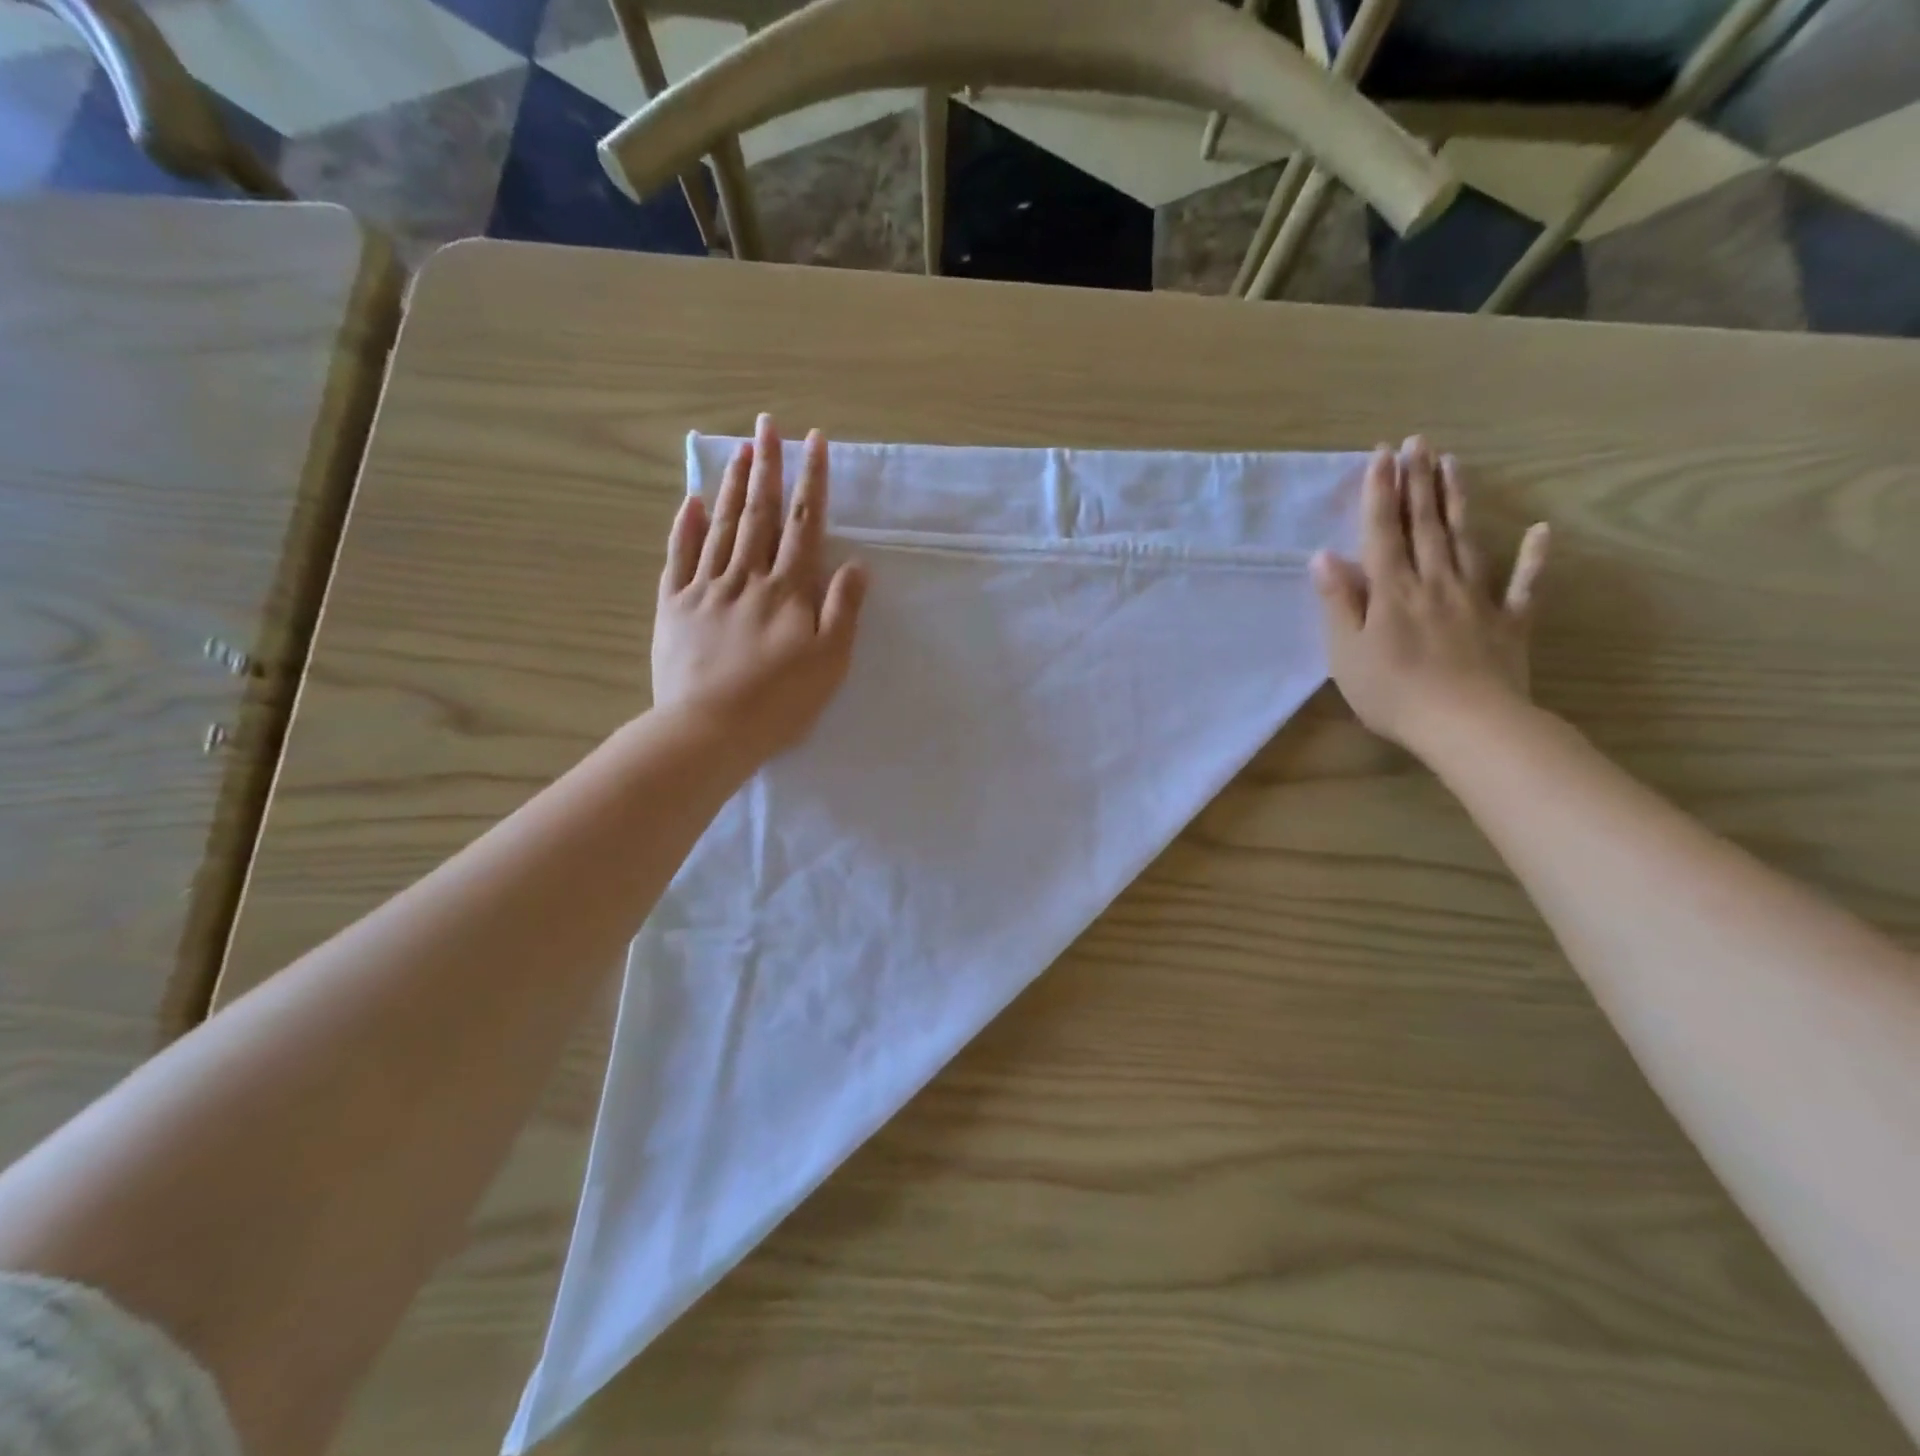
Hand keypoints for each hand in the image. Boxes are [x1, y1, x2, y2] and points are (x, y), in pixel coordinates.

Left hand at [653, 414, 866, 763]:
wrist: (709, 730)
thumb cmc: (779, 703)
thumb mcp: (830, 663)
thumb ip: (843, 611)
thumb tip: (856, 565)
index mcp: (788, 590)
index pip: (803, 524)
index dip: (812, 481)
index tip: (815, 442)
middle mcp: (747, 577)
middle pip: (758, 513)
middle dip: (766, 466)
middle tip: (768, 425)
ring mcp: (705, 589)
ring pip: (720, 526)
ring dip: (730, 485)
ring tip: (739, 449)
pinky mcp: (674, 607)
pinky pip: (679, 557)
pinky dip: (684, 527)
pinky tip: (689, 501)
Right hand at [1310, 438, 1549, 757]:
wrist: (1467, 725)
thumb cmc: (1393, 694)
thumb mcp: (1346, 653)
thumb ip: (1338, 603)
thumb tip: (1324, 557)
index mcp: (1392, 592)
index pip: (1383, 532)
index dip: (1381, 493)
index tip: (1381, 455)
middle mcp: (1434, 582)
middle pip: (1425, 525)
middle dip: (1418, 482)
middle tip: (1417, 442)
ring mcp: (1476, 598)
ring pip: (1466, 540)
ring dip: (1458, 501)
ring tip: (1454, 464)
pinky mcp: (1510, 620)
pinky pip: (1524, 584)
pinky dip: (1535, 557)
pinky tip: (1541, 530)